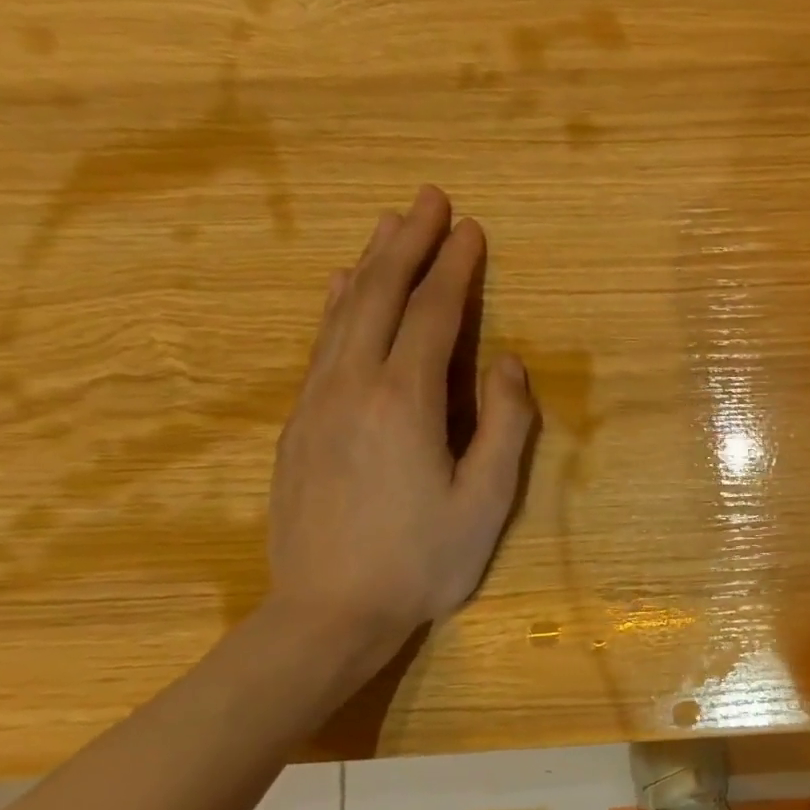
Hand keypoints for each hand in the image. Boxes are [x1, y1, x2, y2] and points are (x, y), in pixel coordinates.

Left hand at [269, 186, 537, 650]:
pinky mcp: (300, 423)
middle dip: (408, 243)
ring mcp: (317, 402)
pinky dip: (340, 304)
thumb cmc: (423, 560)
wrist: (328, 611)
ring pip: (343, 313)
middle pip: (382, 296)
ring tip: (389, 225)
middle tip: (429, 198)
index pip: (434, 315)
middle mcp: (352, 385)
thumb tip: (509, 363)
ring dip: (372, 263)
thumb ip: (504, 426)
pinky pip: (322, 343)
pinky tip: (346, 290)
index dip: (455, 268)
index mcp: (405, 402)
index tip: (471, 228)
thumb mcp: (486, 500)